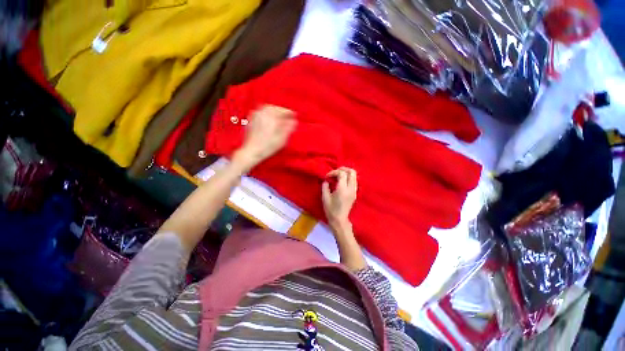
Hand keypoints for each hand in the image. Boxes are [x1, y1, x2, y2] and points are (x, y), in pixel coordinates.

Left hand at [233, 105, 295, 170]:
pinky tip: (269, 118)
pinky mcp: (251, 120)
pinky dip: (266, 112)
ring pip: (267, 108)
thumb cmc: (267, 147)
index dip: (290, 113)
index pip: (283, 111)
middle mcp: (263, 114)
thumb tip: (294, 122)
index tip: (294, 115)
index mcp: (271, 118)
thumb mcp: (282, 139)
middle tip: (287, 115)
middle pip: (274, 108)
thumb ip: (289, 129)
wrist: (252, 151)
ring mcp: (256, 116)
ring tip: (279, 116)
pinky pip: (260, 112)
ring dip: (274, 110)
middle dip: (282, 111)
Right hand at [322, 167, 357, 230]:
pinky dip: (348, 178)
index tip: (328, 177)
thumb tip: (326, 180)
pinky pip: (354, 181)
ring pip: (354, 175)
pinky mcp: (355, 193)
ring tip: (338, 176)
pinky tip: (341, 181)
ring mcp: (354, 191)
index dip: (334, 172)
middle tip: (335, 172)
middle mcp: (351, 189)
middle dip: (343, 169)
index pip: (342, 173)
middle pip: (352, 172)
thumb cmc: (331, 210)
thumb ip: (325, 186)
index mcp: (342, 189)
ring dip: (346, 173)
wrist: (340, 220)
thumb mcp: (325, 198)